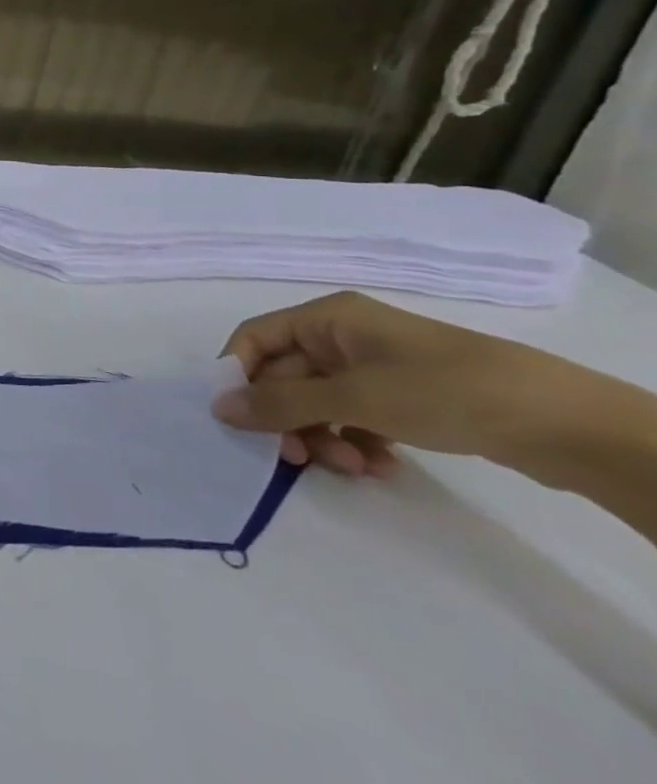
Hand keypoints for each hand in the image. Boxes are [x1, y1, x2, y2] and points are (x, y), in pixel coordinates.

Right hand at [210, 290, 636, 482]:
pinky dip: (356, 441)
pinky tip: (377, 465)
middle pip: (287, 376)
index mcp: (327, 318)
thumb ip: (280, 403)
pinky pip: (355, 416)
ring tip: (350, 465)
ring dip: (322, 435)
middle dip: (289, 419)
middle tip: (297, 458)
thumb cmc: (444, 391)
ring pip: (320, 402)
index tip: (239, 419)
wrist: (566, 423)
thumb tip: (217, 408)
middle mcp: (344, 336)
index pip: (255, 339)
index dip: (239, 375)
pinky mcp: (405, 397)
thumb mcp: (354, 397)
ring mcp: (376, 367)